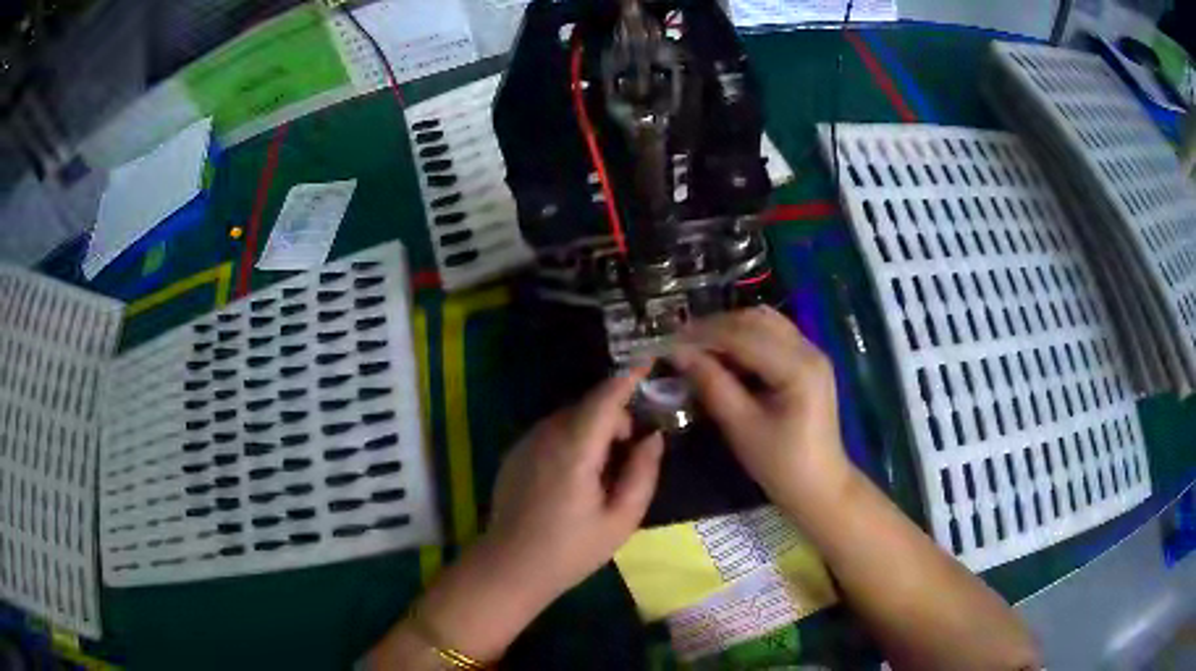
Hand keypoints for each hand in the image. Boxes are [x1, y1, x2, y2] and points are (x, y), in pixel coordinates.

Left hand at [484, 367, 665, 602]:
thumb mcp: (620, 520)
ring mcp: (525, 443)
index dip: (628, 378)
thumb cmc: (570, 550)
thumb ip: (642, 474)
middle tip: (633, 448)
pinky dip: (573, 438)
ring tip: (606, 468)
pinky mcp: (515, 454)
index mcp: (574, 451)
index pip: (604, 399)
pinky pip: (552, 432)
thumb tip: (652, 438)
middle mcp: (546, 436)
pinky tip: (577, 476)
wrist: (509, 567)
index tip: (650, 361)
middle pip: (587, 406)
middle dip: (615, 415)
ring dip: (594, 427)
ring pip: (569, 418)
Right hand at [673, 306, 853, 515]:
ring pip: (765, 322)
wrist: (820, 486)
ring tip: (700, 348)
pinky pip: (774, 336)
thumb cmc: (781, 464)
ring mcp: (812, 353)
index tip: (669, 342)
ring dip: (731, 329)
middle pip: (756, 320)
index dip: (703, 335)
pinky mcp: (809, 362)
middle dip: (716, 327)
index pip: (743, 336)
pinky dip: (746, 338)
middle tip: (681, 344)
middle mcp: (809, 350)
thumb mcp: (741, 427)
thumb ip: (712, 385)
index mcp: (797, 367)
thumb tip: (679, 354)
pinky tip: (726, 356)